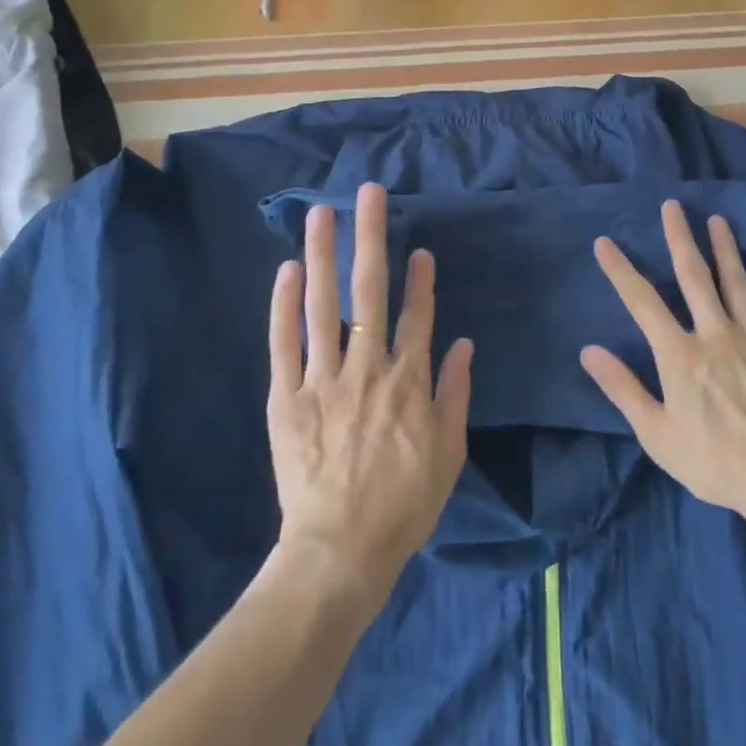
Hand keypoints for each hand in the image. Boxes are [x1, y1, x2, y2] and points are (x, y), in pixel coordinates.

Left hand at [266, 182, 472, 615]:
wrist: (339, 551)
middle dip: (371, 237)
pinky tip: (286, 270)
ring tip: (321, 213)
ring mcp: (322, 380)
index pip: (417, 316)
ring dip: (324, 254)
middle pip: (370, 291)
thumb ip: (455, 394)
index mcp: (409, 383)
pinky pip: (283, 344)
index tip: (419, 248)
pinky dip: (283, 306)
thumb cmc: (402, 506)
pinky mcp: (286, 398)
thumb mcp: (448, 455)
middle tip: (369, 194)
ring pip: (323, 305)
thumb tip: (462, 344)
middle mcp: (367, 369)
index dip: (420, 279)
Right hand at [580, 202, 745, 533]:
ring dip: (724, 249)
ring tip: (717, 220)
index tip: (605, 243)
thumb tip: (588, 351)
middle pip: (694, 276)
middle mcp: (714, 334)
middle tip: (673, 206)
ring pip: (736, 283)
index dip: (620, 270)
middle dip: (680, 238)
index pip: (642, 302)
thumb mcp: (656, 433)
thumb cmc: (713, 460)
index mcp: (679, 354)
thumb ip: (623, 388)